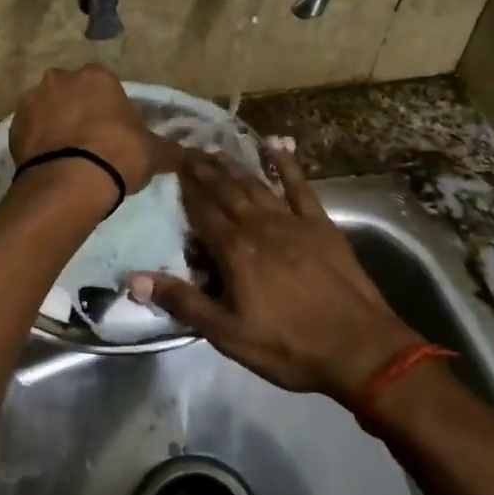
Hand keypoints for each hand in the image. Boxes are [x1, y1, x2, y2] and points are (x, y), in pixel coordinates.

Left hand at [9, 65, 170, 196]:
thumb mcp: (155, 153)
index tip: (114, 132)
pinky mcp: (12, 126)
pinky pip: (30, 131)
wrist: (71, 181)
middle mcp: (61, 78)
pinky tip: (50, 164)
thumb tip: (188, 155)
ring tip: (67, 156)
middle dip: (78, 111)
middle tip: (90, 143)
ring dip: (55, 125)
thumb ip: (170, 149)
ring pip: (47, 109)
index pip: (104, 86)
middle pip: (72, 92)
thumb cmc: (118, 155)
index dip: (109, 109)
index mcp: (97, 76)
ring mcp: (32, 100)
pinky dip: (38, 143)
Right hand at [130, 145, 422, 402]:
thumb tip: (134, 277)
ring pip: (256, 185)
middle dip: (205, 170)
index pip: (202, 212)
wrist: (360, 348)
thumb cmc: (289, 346)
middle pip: (226, 191)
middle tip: (188, 149)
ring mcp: (293, 222)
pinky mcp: (321, 225)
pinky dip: (287, 165)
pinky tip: (277, 146)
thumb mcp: (228, 334)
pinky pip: (300, 187)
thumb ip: (183, 301)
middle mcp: (260, 226)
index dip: (185, 189)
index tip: (170, 166)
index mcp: (236, 251)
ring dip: (235, 166)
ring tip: (216, 150)